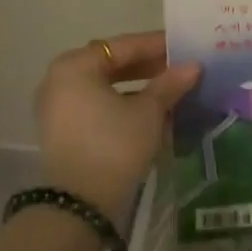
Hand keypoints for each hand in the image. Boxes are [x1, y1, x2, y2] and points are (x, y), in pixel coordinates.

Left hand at [33, 32, 200, 222]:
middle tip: (180, 69)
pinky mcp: (63, 131)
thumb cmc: (114, 145)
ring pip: (105, 87)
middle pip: (111, 65)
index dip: (156, 45)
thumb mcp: (148, 112)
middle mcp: (59, 80)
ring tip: (171, 90)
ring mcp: (57, 107)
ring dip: (137, 87)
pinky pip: (97, 106)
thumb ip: (170, 84)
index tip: (184, 46)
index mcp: (75, 66)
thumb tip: (194, 66)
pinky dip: (122, 105)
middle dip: (147, 67)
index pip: (122, 46)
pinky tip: (151, 112)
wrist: (80, 204)